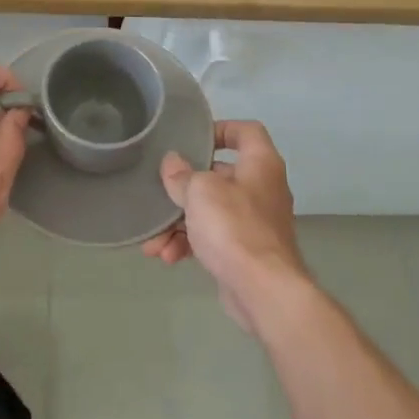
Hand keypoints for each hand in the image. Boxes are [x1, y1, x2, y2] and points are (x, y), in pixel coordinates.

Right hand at [141, 120, 308, 330]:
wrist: (264, 290)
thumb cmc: (234, 227)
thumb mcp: (200, 192)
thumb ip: (182, 175)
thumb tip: (172, 163)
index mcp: (260, 164)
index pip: (246, 131)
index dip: (220, 128)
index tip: (192, 139)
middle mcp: (262, 188)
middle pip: (219, 175)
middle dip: (184, 188)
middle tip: (160, 193)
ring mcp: (254, 222)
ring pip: (210, 211)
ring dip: (179, 223)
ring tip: (154, 240)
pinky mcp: (245, 251)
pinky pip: (212, 238)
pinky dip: (190, 244)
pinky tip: (167, 257)